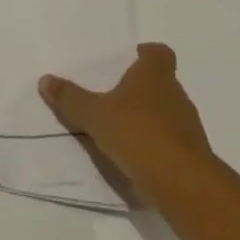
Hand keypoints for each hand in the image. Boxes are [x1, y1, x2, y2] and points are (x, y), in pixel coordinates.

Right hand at [40, 43, 218, 204]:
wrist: (183, 186)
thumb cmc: (138, 134)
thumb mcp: (94, 115)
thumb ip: (70, 98)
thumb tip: (45, 80)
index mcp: (155, 75)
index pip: (159, 53)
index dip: (148, 54)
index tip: (135, 57)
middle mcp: (176, 95)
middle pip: (164, 83)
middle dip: (144, 88)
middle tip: (119, 95)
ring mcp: (190, 128)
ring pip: (170, 114)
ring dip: (152, 118)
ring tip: (126, 129)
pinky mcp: (194, 158)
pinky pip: (174, 143)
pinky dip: (159, 146)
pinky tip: (139, 158)